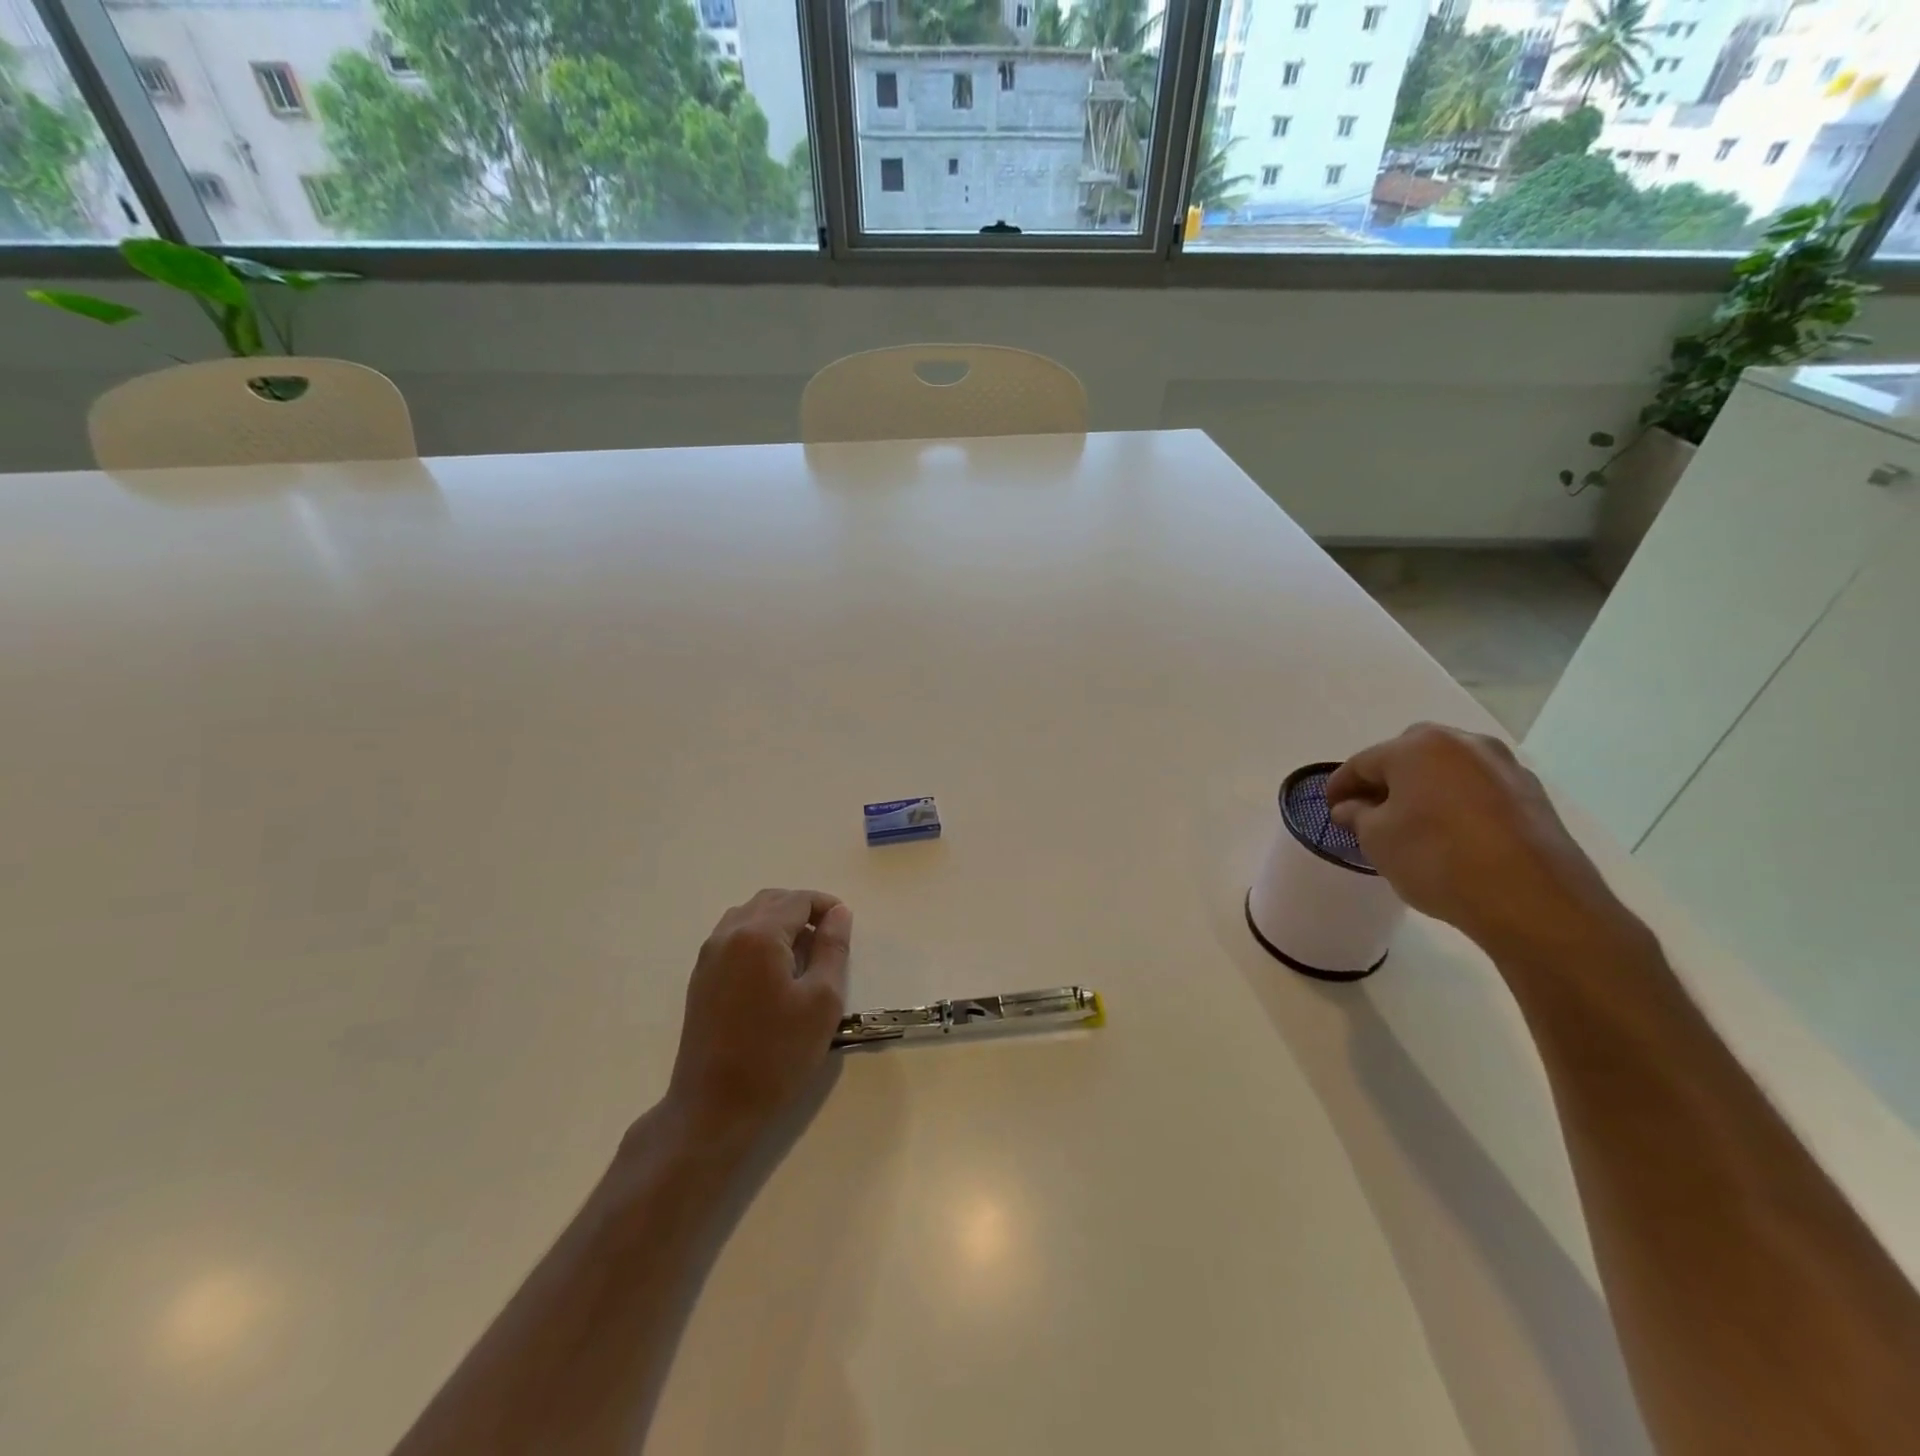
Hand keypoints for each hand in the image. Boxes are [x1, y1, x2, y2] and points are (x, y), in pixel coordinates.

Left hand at [664, 889, 852, 1144]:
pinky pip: (733, 936)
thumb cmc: (777, 1054)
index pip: (799, 900)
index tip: (846, 928)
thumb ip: (833, 948)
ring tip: (803, 953)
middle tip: (829, 939)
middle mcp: (729, 934)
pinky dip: (759, 937)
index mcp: (759, 934)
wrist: (713, 1107)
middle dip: (803, 910)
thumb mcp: (822, 1001)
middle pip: (772, 900)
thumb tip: (839, 913)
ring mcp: (709, 955)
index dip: (827, 906)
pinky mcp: (701, 977)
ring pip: (750, 915)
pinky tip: (774, 970)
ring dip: (779, 921)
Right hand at [1326, 723, 1638, 961]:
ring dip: (1425, 790)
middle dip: (1386, 780)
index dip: (1340, 786)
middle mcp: (1462, 743)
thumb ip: (1358, 816)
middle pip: (1408, 756)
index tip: (1330, 809)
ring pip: (1447, 771)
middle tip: (1370, 812)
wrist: (1534, 901)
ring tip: (1412, 824)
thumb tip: (1353, 808)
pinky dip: (1458, 804)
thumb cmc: (1437, 859)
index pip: (1363, 762)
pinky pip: (1478, 790)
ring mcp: (1503, 766)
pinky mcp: (1532, 794)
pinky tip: (1452, 834)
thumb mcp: (1377, 840)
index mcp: (1416, 746)